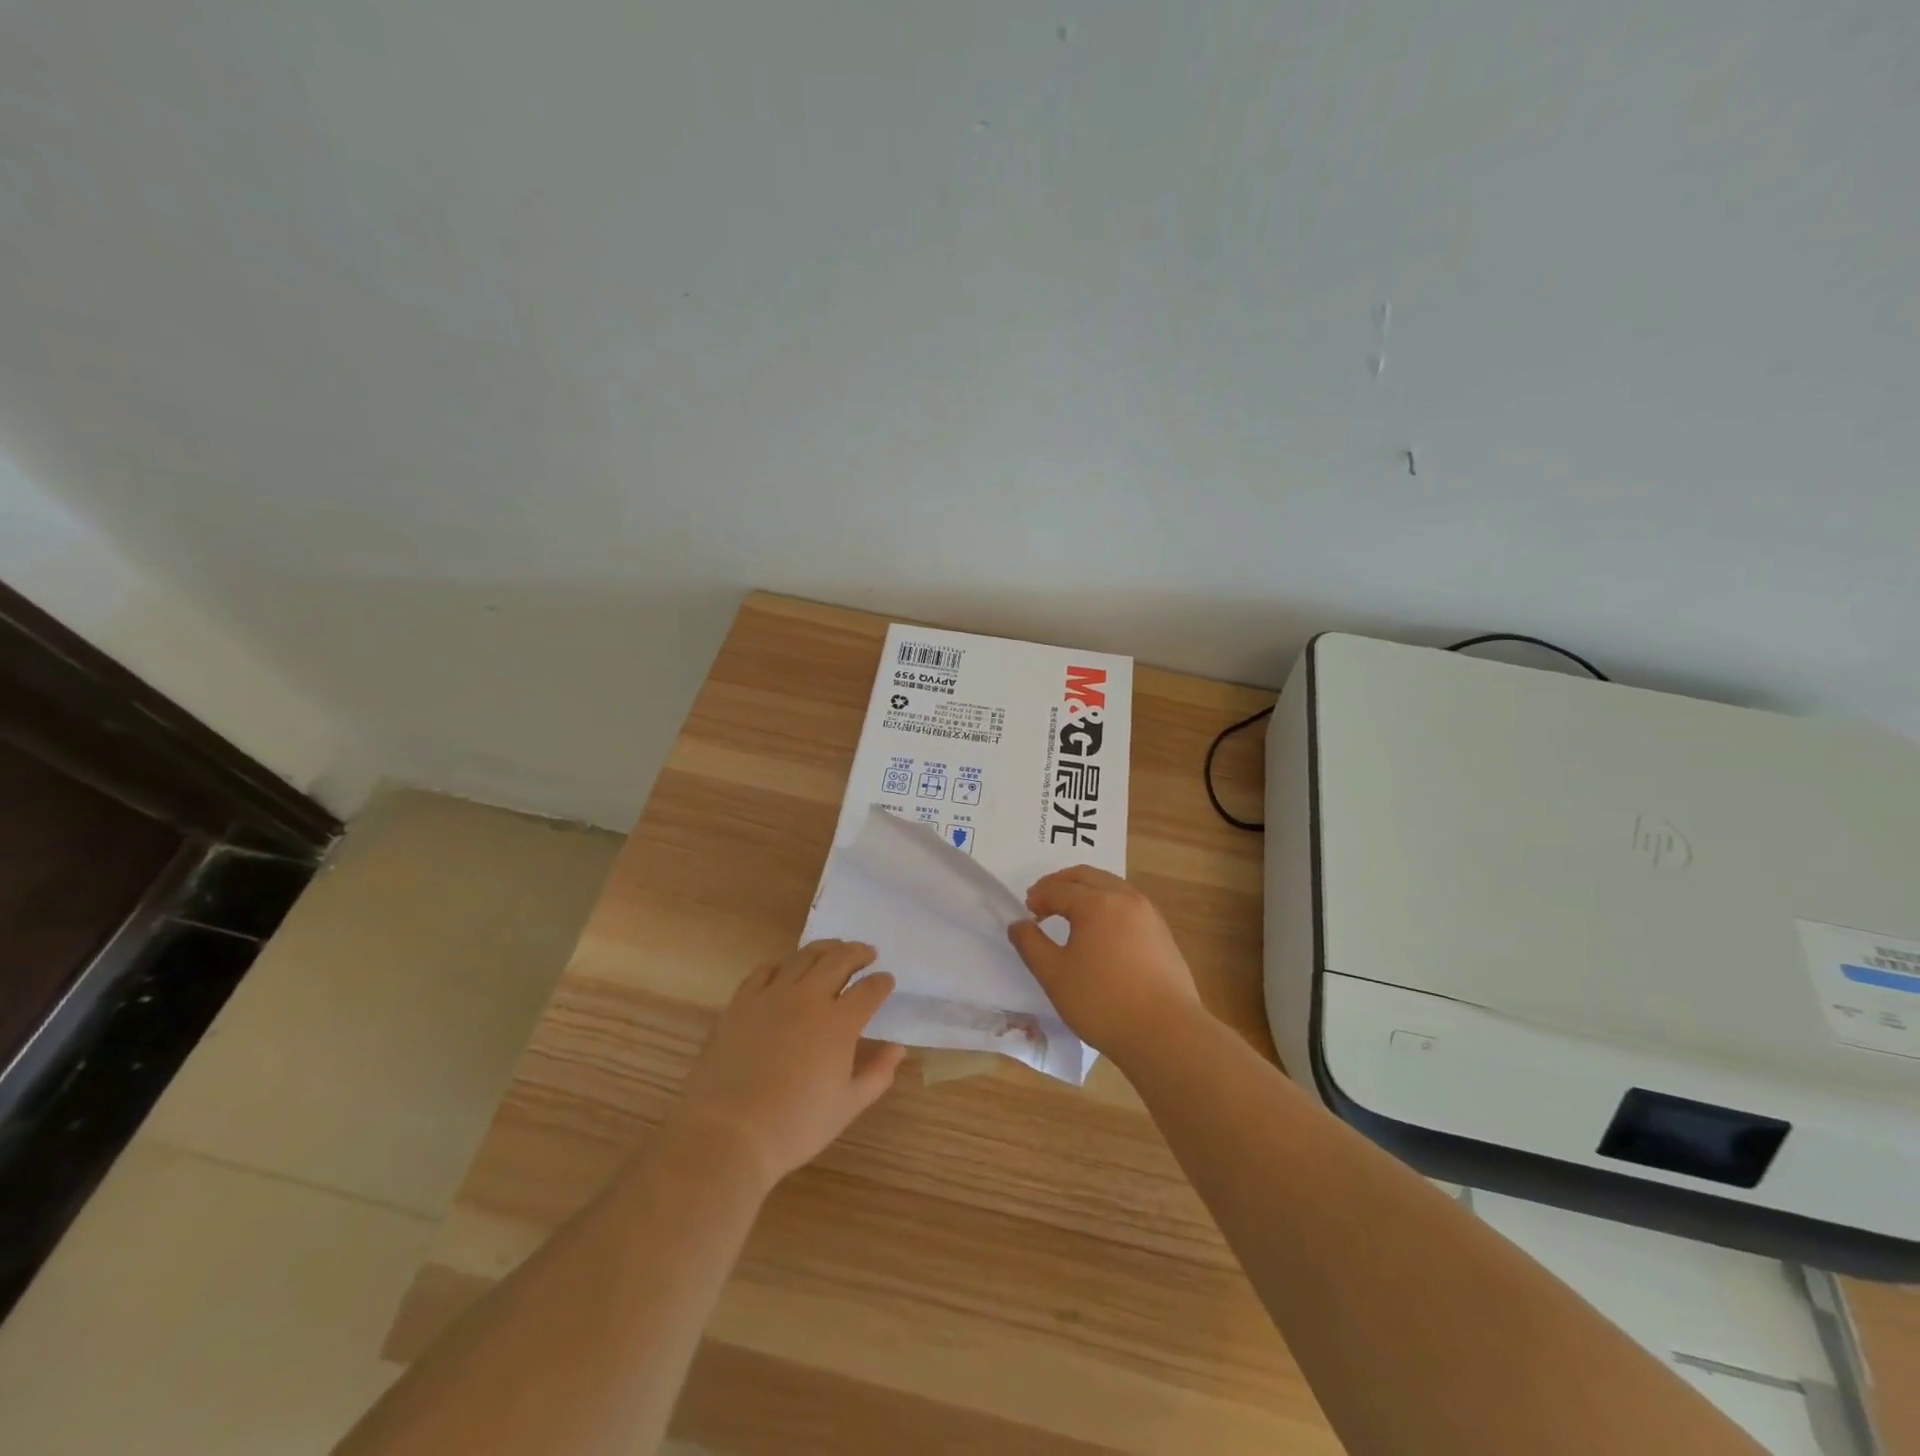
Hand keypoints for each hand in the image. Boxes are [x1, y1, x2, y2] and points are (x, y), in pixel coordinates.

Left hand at [670, 941, 905, 1186]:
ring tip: (834, 949)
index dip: (882, 983)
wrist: (727, 1133)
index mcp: (839, 1023)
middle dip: (858, 953)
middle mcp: (808, 998)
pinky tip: (785, 969)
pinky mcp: (741, 1002)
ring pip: (803, 957)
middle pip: (839, 960)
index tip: (887, 980)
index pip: (869, 991)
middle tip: (867, 953)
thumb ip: (877, 1074)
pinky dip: (781, 964)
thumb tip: (897, 1048)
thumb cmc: (794, 1126)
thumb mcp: (847, 1107)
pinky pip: (764, 970)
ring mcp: (772, 996)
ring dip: (825, 949)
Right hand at [1008, 866, 1201, 1066]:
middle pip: (1087, 876)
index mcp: (1096, 903)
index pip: (1058, 888)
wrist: (1166, 1033)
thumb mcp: (1054, 975)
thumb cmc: (1102, 1002)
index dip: (1038, 897)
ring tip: (1072, 913)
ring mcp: (1149, 914)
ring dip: (1087, 891)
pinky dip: (1109, 905)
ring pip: (1112, 886)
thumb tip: (1018, 924)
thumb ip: (1031, 944)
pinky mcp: (1163, 933)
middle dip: (1062, 883)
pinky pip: (1129, 905)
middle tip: (1044, 900)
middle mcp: (1125, 898)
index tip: (1027, 913)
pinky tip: (1102, 932)